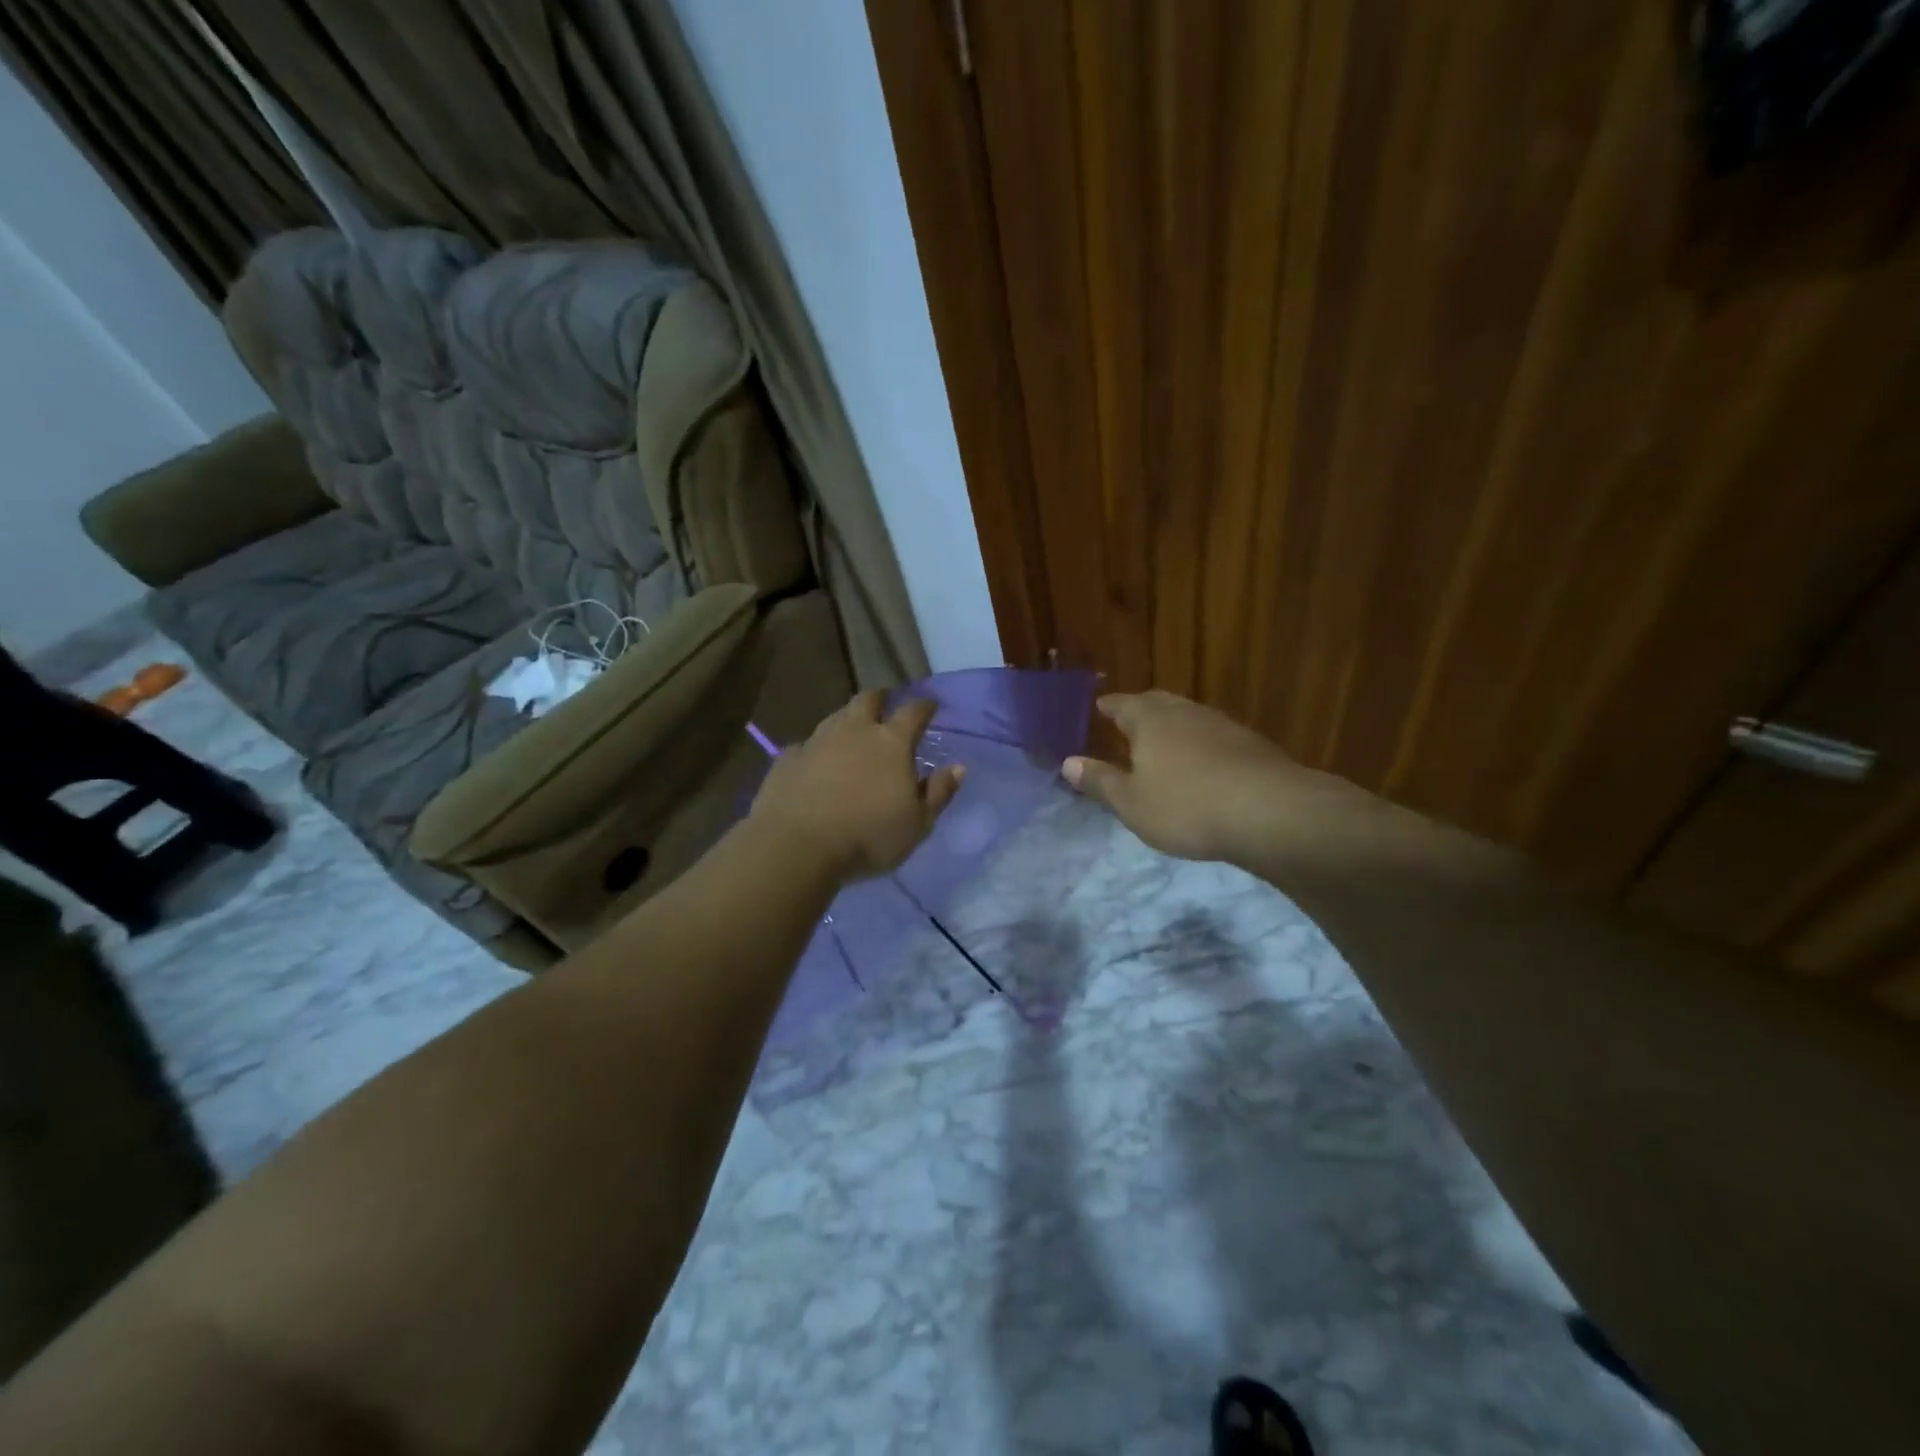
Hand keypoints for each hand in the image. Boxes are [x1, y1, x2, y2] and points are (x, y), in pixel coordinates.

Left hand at [750, 691, 963, 880]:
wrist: (797, 846)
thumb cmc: (868, 836)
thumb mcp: (918, 824)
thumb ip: (939, 792)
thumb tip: (958, 767)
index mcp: (891, 742)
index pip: (913, 711)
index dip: (924, 706)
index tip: (931, 705)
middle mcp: (854, 731)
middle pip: (868, 700)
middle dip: (881, 698)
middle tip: (886, 703)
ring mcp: (816, 741)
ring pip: (835, 717)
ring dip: (848, 720)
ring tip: (853, 732)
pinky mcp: (787, 758)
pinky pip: (806, 745)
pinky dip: (816, 750)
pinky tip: (816, 763)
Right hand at [1063, 690, 1345, 861]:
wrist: (1271, 812)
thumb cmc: (1186, 807)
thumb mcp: (1131, 803)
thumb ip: (1100, 781)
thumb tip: (1068, 762)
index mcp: (1150, 720)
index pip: (1121, 704)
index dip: (1108, 707)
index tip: (1097, 708)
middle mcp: (1185, 712)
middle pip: (1157, 703)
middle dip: (1140, 711)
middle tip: (1126, 722)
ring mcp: (1222, 725)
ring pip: (1188, 717)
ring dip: (1173, 727)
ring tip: (1162, 745)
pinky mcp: (1251, 744)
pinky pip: (1214, 736)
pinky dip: (1200, 745)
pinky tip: (1203, 766)